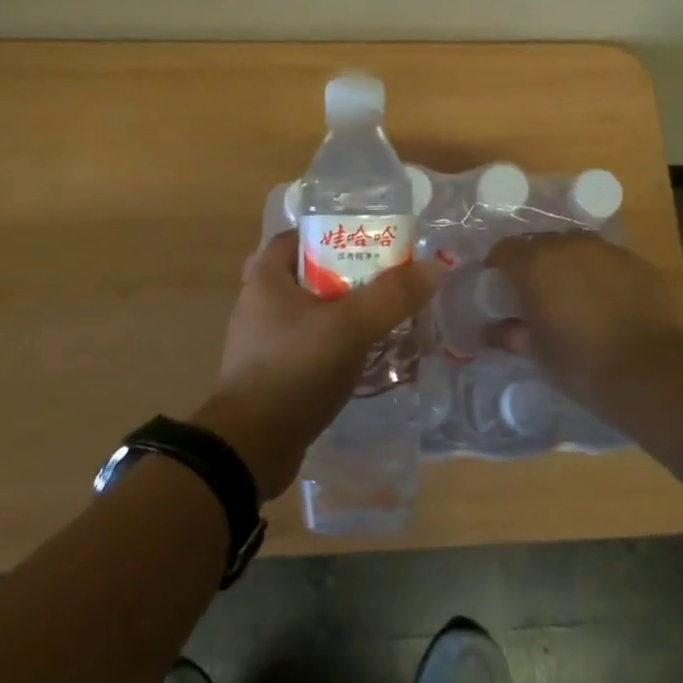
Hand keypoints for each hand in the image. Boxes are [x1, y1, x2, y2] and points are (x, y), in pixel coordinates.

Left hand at [192, 232, 436, 498]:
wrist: (250, 448)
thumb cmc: (295, 371)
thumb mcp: (350, 327)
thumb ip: (392, 296)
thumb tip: (432, 268)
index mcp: (266, 278)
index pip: (301, 236)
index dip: (336, 233)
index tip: (373, 243)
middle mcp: (259, 303)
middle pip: (312, 275)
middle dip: (350, 277)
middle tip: (388, 283)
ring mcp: (263, 341)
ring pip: (314, 314)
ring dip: (347, 315)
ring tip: (386, 320)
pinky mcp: (273, 373)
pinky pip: (311, 346)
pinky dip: (336, 346)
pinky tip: (366, 358)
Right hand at [483, 233, 682, 412]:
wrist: (652, 371)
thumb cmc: (581, 363)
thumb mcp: (536, 353)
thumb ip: (510, 334)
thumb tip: (493, 331)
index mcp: (536, 263)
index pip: (504, 250)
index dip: (497, 269)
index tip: (499, 292)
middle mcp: (570, 245)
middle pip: (540, 244)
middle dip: (533, 265)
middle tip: (535, 296)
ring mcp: (608, 251)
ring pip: (576, 250)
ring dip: (568, 267)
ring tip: (573, 299)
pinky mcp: (638, 263)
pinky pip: (607, 262)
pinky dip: (599, 276)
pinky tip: (606, 304)